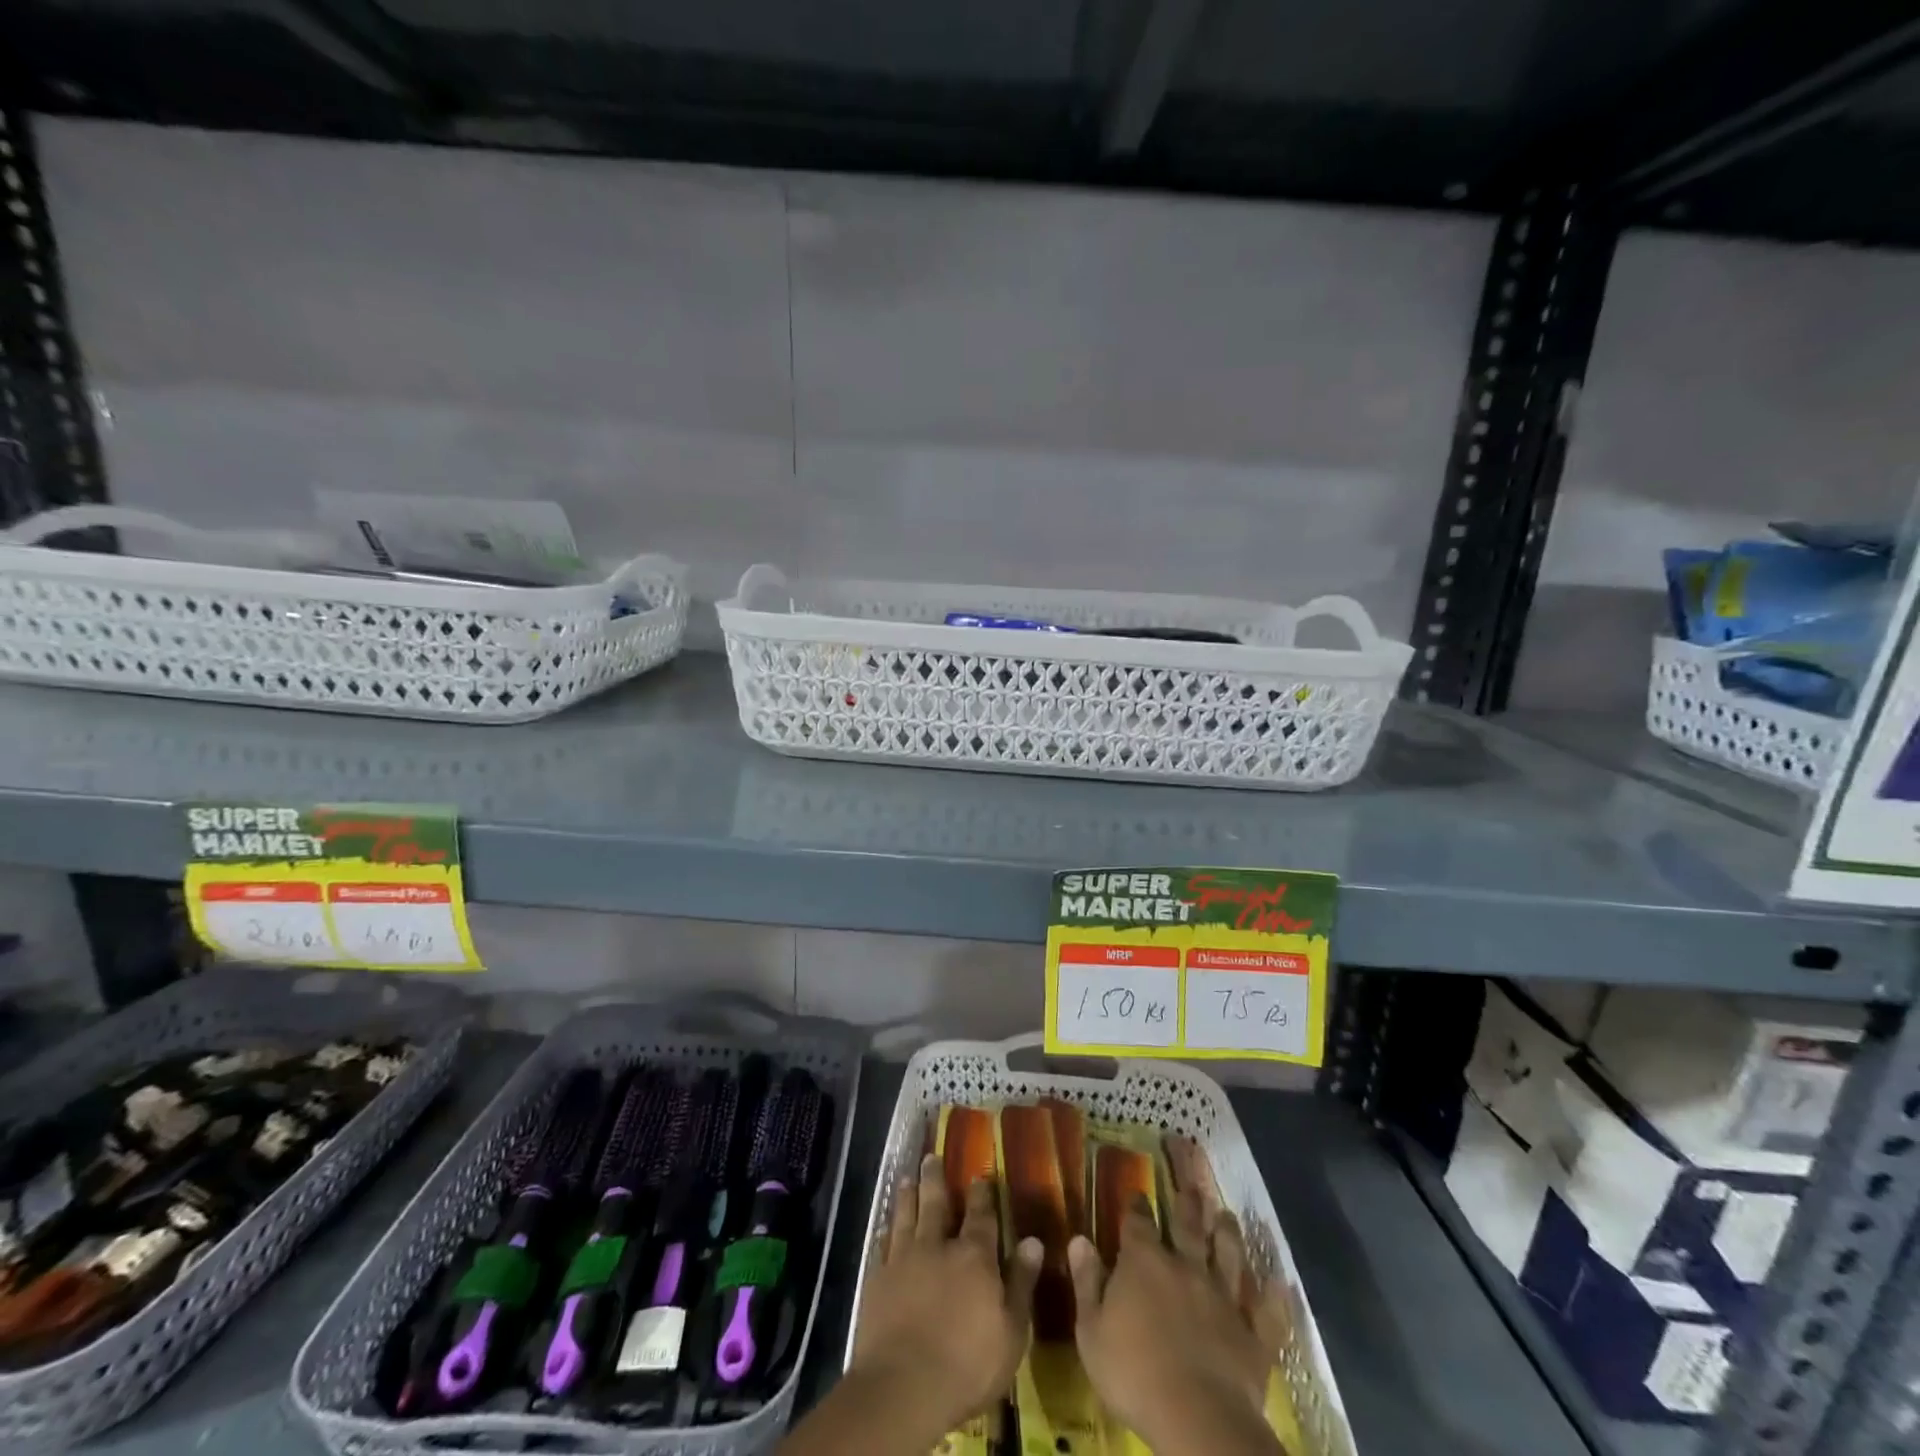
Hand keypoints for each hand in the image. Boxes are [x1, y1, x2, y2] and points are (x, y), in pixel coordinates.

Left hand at [851, 1153, 1043, 1437]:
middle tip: (931, 1157)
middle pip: (936, 1203)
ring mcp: (904, 1259)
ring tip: (906, 1178)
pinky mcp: (878, 1279)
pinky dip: (886, 1229)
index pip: (980, 1215)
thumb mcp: (1011, 1332)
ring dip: (908, 1195)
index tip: (979, 1174)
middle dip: (936, 1179)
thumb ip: (1021, 1283)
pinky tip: (885, 1224)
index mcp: (974, 1256)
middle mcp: (938, 1246)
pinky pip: (883, 1243)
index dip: (981, 1194)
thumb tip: (1033, 1241)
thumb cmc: (968, 1365)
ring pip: (907, 1215)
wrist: (903, 1386)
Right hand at [1069, 1186, 1278, 1453]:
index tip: (1137, 1193)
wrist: (1197, 1418)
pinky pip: (1267, 1312)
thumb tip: (1079, 1239)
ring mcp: (1223, 1299)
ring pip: (1228, 1257)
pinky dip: (1275, 1297)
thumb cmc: (1133, 1373)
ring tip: (1229, 1216)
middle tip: (1192, 1186)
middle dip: (1188, 1204)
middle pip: (1188, 1227)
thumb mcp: (1091, 1331)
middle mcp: (1185, 1268)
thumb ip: (1087, 1282)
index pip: (1138, 1222)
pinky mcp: (1252, 1336)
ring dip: (1228, 1235)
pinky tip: (1280, 1282)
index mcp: (1144, 1263)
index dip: (1136, 1206)